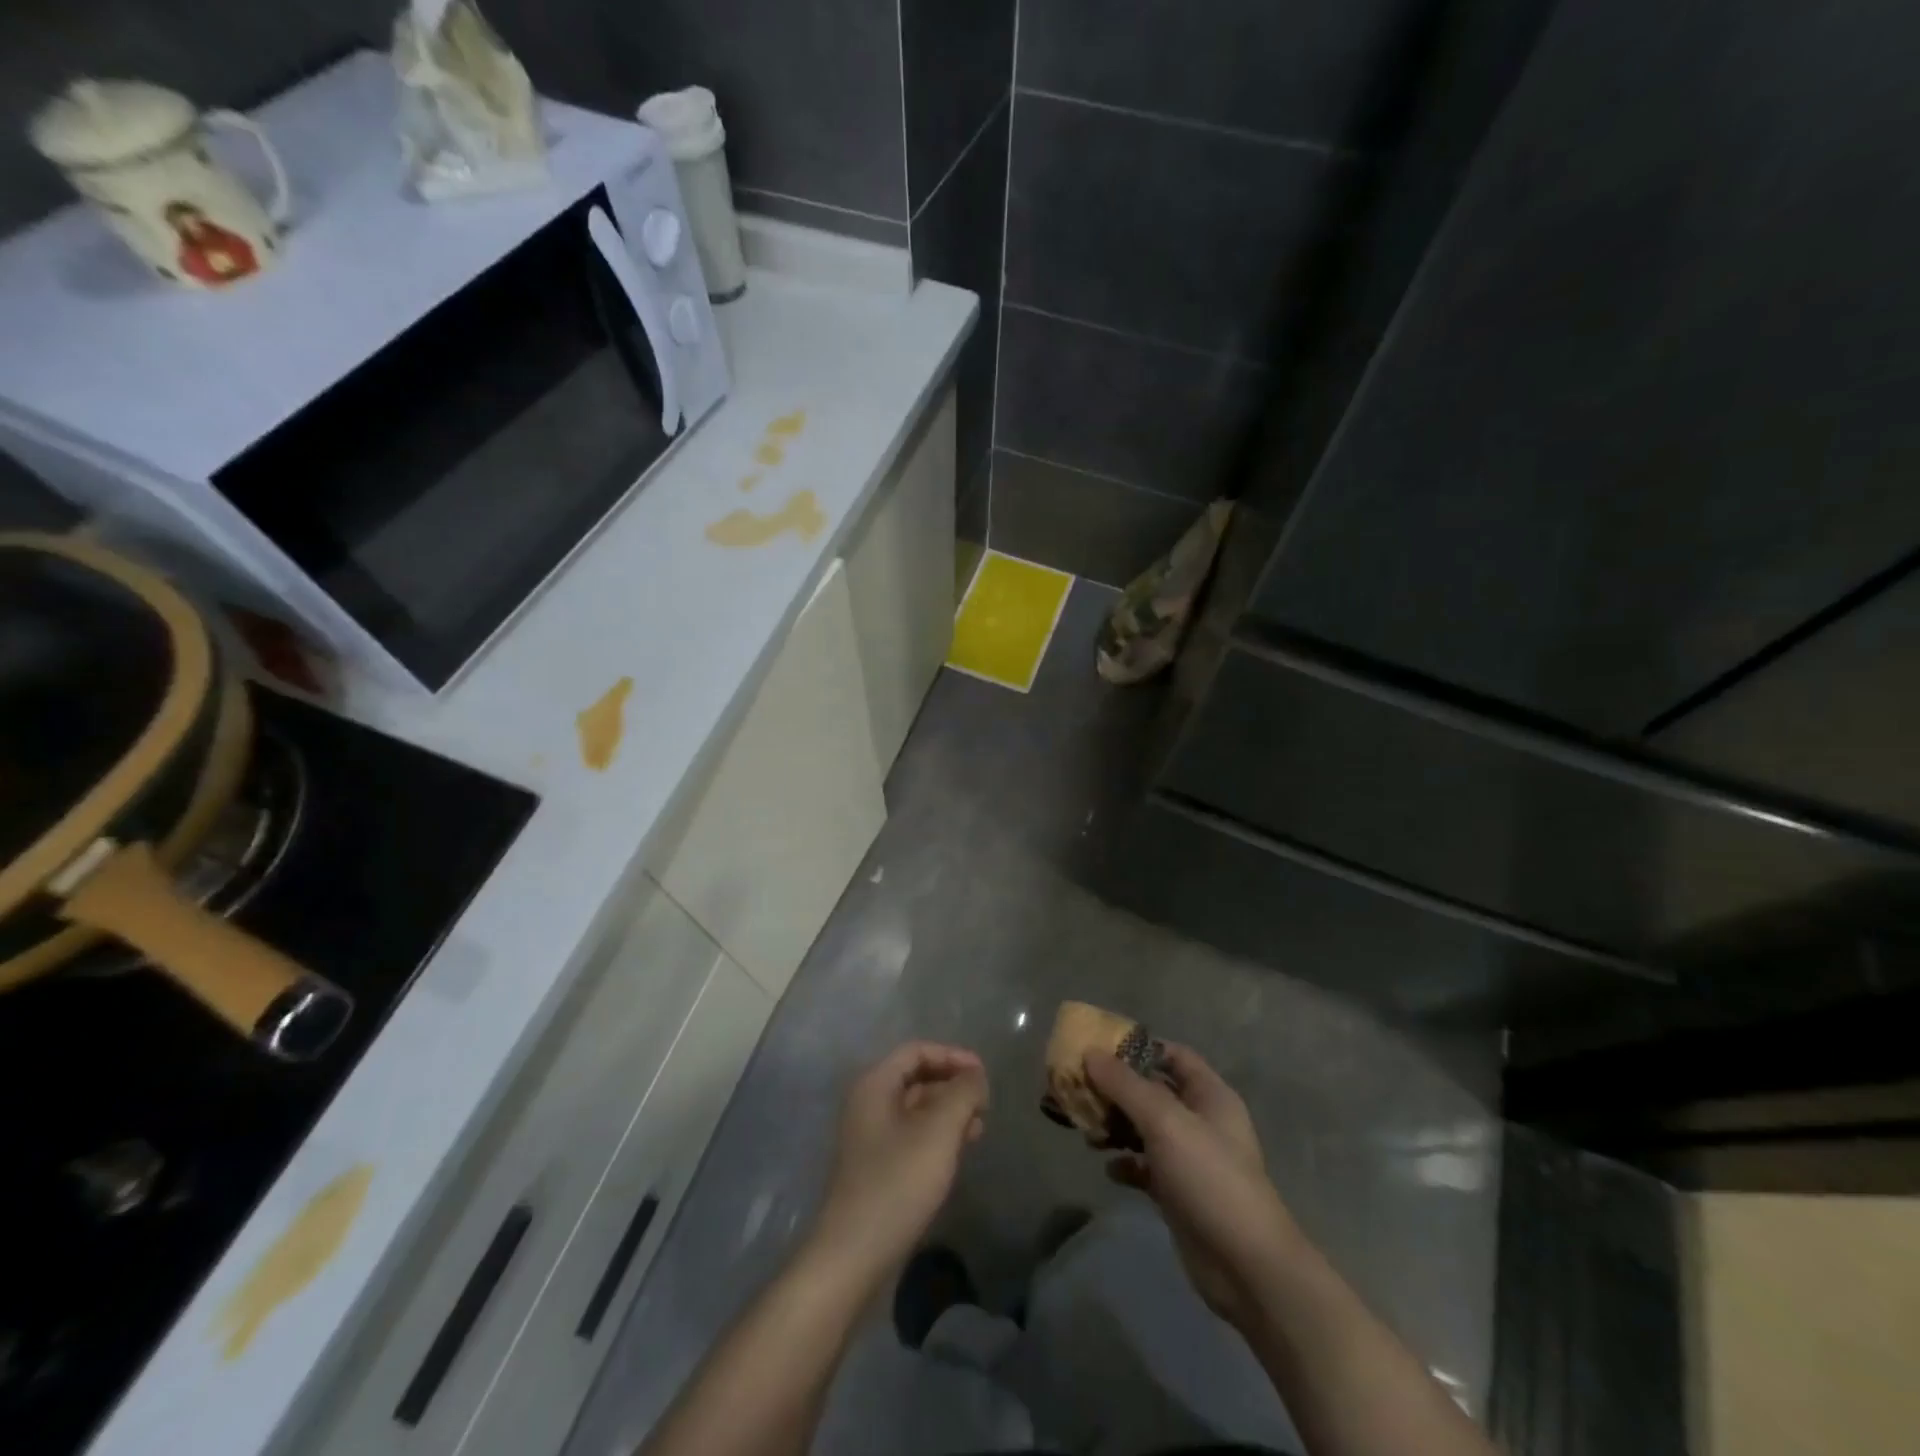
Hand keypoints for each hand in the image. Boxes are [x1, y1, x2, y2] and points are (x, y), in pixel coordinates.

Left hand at [806, 1041, 988, 1293]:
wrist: (854, 1254)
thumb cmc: (898, 1182)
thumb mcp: (939, 1131)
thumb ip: (962, 1093)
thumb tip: (975, 1075)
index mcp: (875, 1084)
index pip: (917, 1051)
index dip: (953, 1056)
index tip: (984, 1074)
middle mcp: (869, 1102)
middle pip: (917, 1076)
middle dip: (953, 1084)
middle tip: (985, 1103)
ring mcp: (871, 1135)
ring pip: (917, 1108)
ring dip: (949, 1111)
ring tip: (980, 1127)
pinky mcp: (877, 1165)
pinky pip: (912, 1134)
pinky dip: (938, 1134)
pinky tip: (960, 1150)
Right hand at [1087, 1044, 1301, 1328]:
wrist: (1246, 1266)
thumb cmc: (1209, 1177)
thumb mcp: (1164, 1121)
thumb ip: (1125, 1085)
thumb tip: (1090, 1052)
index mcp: (1209, 1095)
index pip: (1173, 1055)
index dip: (1139, 1048)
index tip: (1100, 1049)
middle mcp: (1201, 1121)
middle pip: (1153, 1091)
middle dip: (1117, 1089)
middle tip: (1080, 1089)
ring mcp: (1191, 1158)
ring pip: (1146, 1129)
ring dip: (1117, 1126)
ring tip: (1086, 1130)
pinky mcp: (1179, 1192)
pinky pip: (1146, 1167)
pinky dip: (1126, 1163)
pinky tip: (1109, 1169)